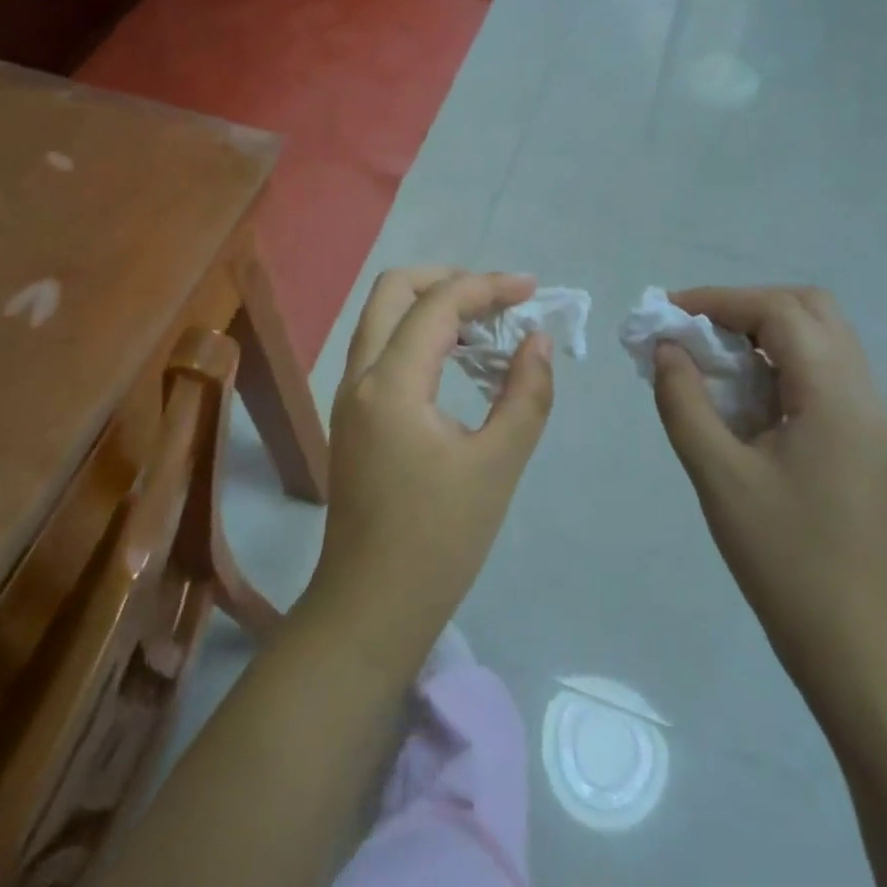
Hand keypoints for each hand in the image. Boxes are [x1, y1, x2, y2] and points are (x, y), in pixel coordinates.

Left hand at [300, 268, 555, 681]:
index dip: (487, 287)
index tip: (531, 289)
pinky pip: (381, 349)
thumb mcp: (497, 465)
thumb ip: (525, 394)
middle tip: (497, 297)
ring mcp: (348, 395)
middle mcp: (359, 375)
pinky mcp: (352, 415)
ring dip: (430, 306)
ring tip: (485, 325)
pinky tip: (457, 359)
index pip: (437, 305)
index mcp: (391, 383)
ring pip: (381, 318)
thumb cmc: (440, 540)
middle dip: (447, 280)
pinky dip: (417, 335)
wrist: (371, 606)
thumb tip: (537, 339)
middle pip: (392, 291)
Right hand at [651, 286, 886, 684]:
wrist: (850, 639)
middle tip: (696, 331)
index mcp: (835, 397)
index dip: (720, 300)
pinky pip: (821, 373)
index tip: (668, 313)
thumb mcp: (717, 474)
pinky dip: (778, 362)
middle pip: (810, 309)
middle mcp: (863, 394)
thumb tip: (665, 349)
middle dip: (747, 307)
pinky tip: (741, 394)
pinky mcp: (861, 439)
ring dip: (763, 332)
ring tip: (711, 357)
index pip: (780, 312)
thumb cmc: (781, 555)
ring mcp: (868, 417)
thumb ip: (684, 401)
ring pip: (820, 338)